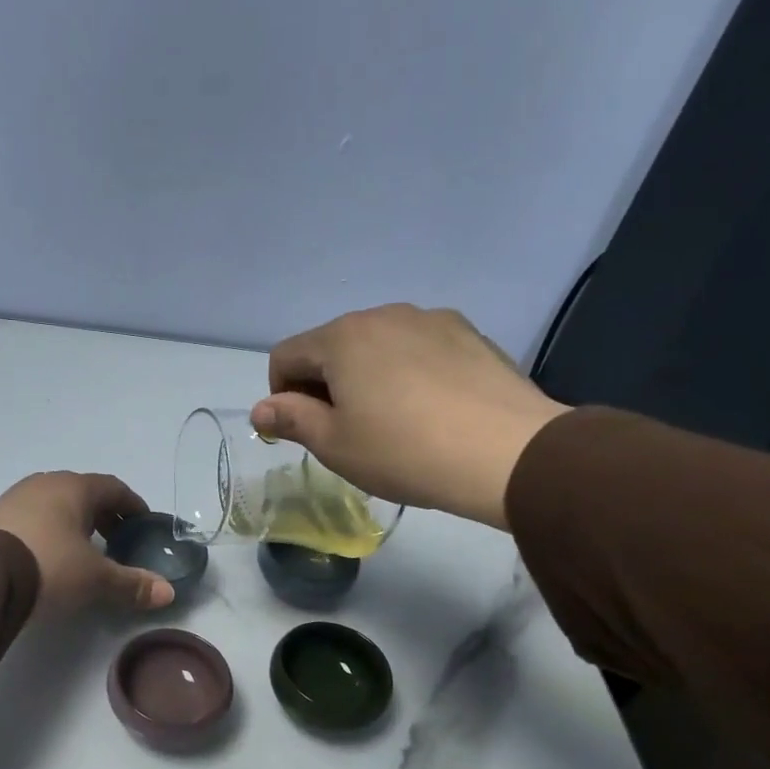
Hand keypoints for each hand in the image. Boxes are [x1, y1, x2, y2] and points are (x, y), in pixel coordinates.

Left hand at [0, 472, 176, 615]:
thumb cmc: (50, 566)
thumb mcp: (96, 579)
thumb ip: (132, 584)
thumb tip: (168, 593)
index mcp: (74, 488)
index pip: (113, 488)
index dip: (132, 505)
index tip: (143, 524)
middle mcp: (44, 484)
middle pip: (83, 494)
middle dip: (103, 515)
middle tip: (116, 541)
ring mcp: (14, 498)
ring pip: (54, 504)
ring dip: (73, 523)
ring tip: (82, 551)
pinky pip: (31, 518)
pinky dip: (47, 531)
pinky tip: (47, 555)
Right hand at [251, 305, 568, 529]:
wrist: (507, 453)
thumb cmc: (403, 451)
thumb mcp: (334, 444)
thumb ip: (291, 419)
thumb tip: (262, 409)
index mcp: (341, 338)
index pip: (285, 356)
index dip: (280, 395)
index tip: (301, 430)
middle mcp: (382, 315)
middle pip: (331, 345)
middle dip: (324, 384)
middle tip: (344, 431)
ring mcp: (430, 319)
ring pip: (376, 345)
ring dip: (365, 376)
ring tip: (390, 420)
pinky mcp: (468, 333)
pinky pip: (417, 348)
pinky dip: (407, 371)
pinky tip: (429, 408)